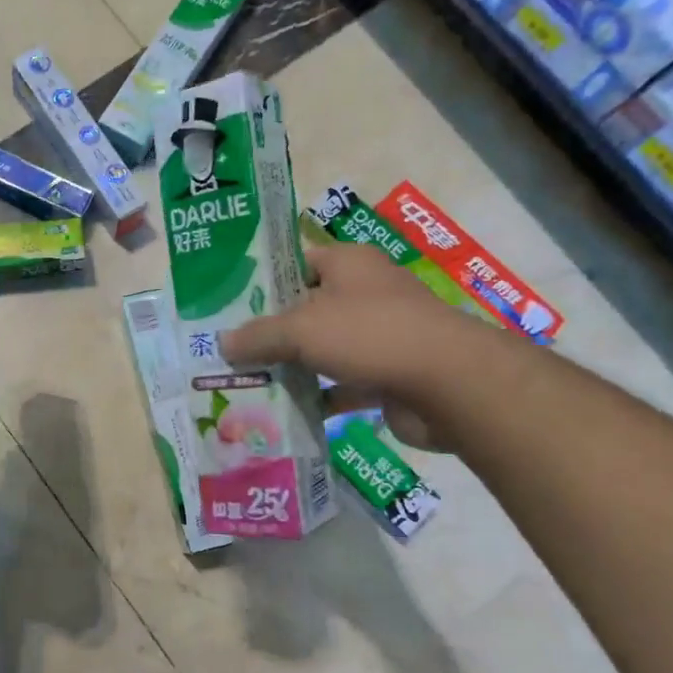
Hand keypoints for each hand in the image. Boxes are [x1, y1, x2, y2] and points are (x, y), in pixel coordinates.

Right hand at [220, 241, 490, 450]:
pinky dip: (319, 397)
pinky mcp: (389, 374)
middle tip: (229, 348)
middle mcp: (366, 293)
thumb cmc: (370, 335)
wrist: (449, 384)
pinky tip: (285, 411)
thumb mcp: (301, 329)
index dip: (264, 281)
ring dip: (293, 366)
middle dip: (271, 330)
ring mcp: (380, 335)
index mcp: (348, 263)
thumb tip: (223, 343)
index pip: (297, 262)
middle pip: (307, 308)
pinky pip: (343, 384)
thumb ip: (259, 335)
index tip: (229, 304)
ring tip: (247, 381)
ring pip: (324, 348)